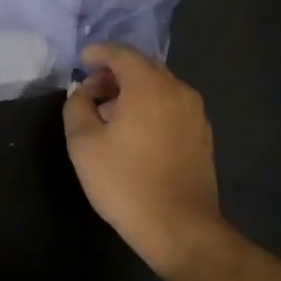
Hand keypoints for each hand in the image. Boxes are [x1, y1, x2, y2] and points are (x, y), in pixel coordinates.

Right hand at [63, 43, 220, 271]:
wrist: (180, 227)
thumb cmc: (125, 182)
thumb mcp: (84, 144)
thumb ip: (77, 107)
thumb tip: (81, 92)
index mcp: (148, 86)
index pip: (122, 54)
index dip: (99, 53)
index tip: (81, 59)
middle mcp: (177, 90)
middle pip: (143, 67)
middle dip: (115, 71)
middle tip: (90, 88)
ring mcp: (195, 113)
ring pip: (159, 86)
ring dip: (133, 89)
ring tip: (109, 111)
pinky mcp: (202, 135)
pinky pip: (171, 105)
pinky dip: (150, 105)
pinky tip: (134, 130)